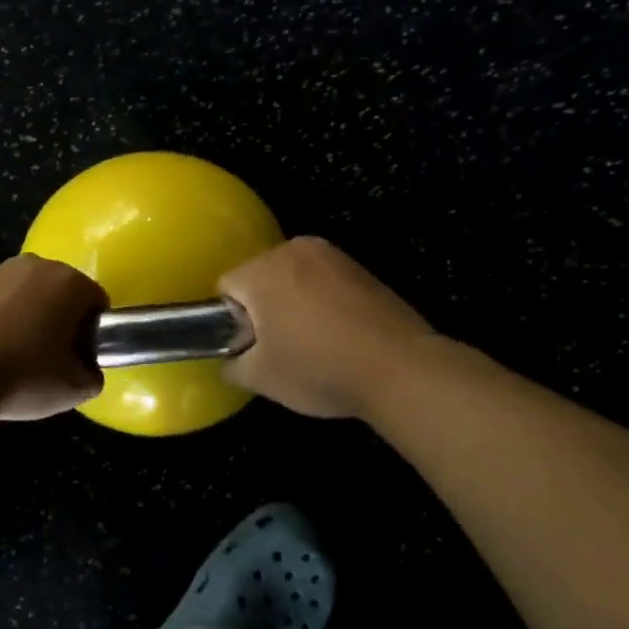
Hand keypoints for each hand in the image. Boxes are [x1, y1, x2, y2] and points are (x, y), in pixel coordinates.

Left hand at [0, 254, 108, 419]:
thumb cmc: (24, 375)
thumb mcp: (74, 389)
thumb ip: (91, 375)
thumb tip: (85, 369)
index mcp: (69, 282)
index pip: (96, 302)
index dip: (92, 332)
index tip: (79, 359)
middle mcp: (35, 265)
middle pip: (59, 292)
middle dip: (58, 319)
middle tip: (50, 359)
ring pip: (24, 296)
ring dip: (25, 318)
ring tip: (13, 358)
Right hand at [219, 237, 437, 418]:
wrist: (401, 369)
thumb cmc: (319, 368)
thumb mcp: (261, 378)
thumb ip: (232, 365)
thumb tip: (230, 360)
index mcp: (261, 270)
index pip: (226, 287)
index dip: (231, 321)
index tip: (250, 348)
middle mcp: (294, 250)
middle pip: (260, 277)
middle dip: (263, 308)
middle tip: (279, 348)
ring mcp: (333, 256)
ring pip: (294, 278)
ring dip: (294, 304)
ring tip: (313, 343)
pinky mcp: (362, 268)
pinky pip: (325, 282)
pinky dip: (323, 303)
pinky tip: (339, 335)